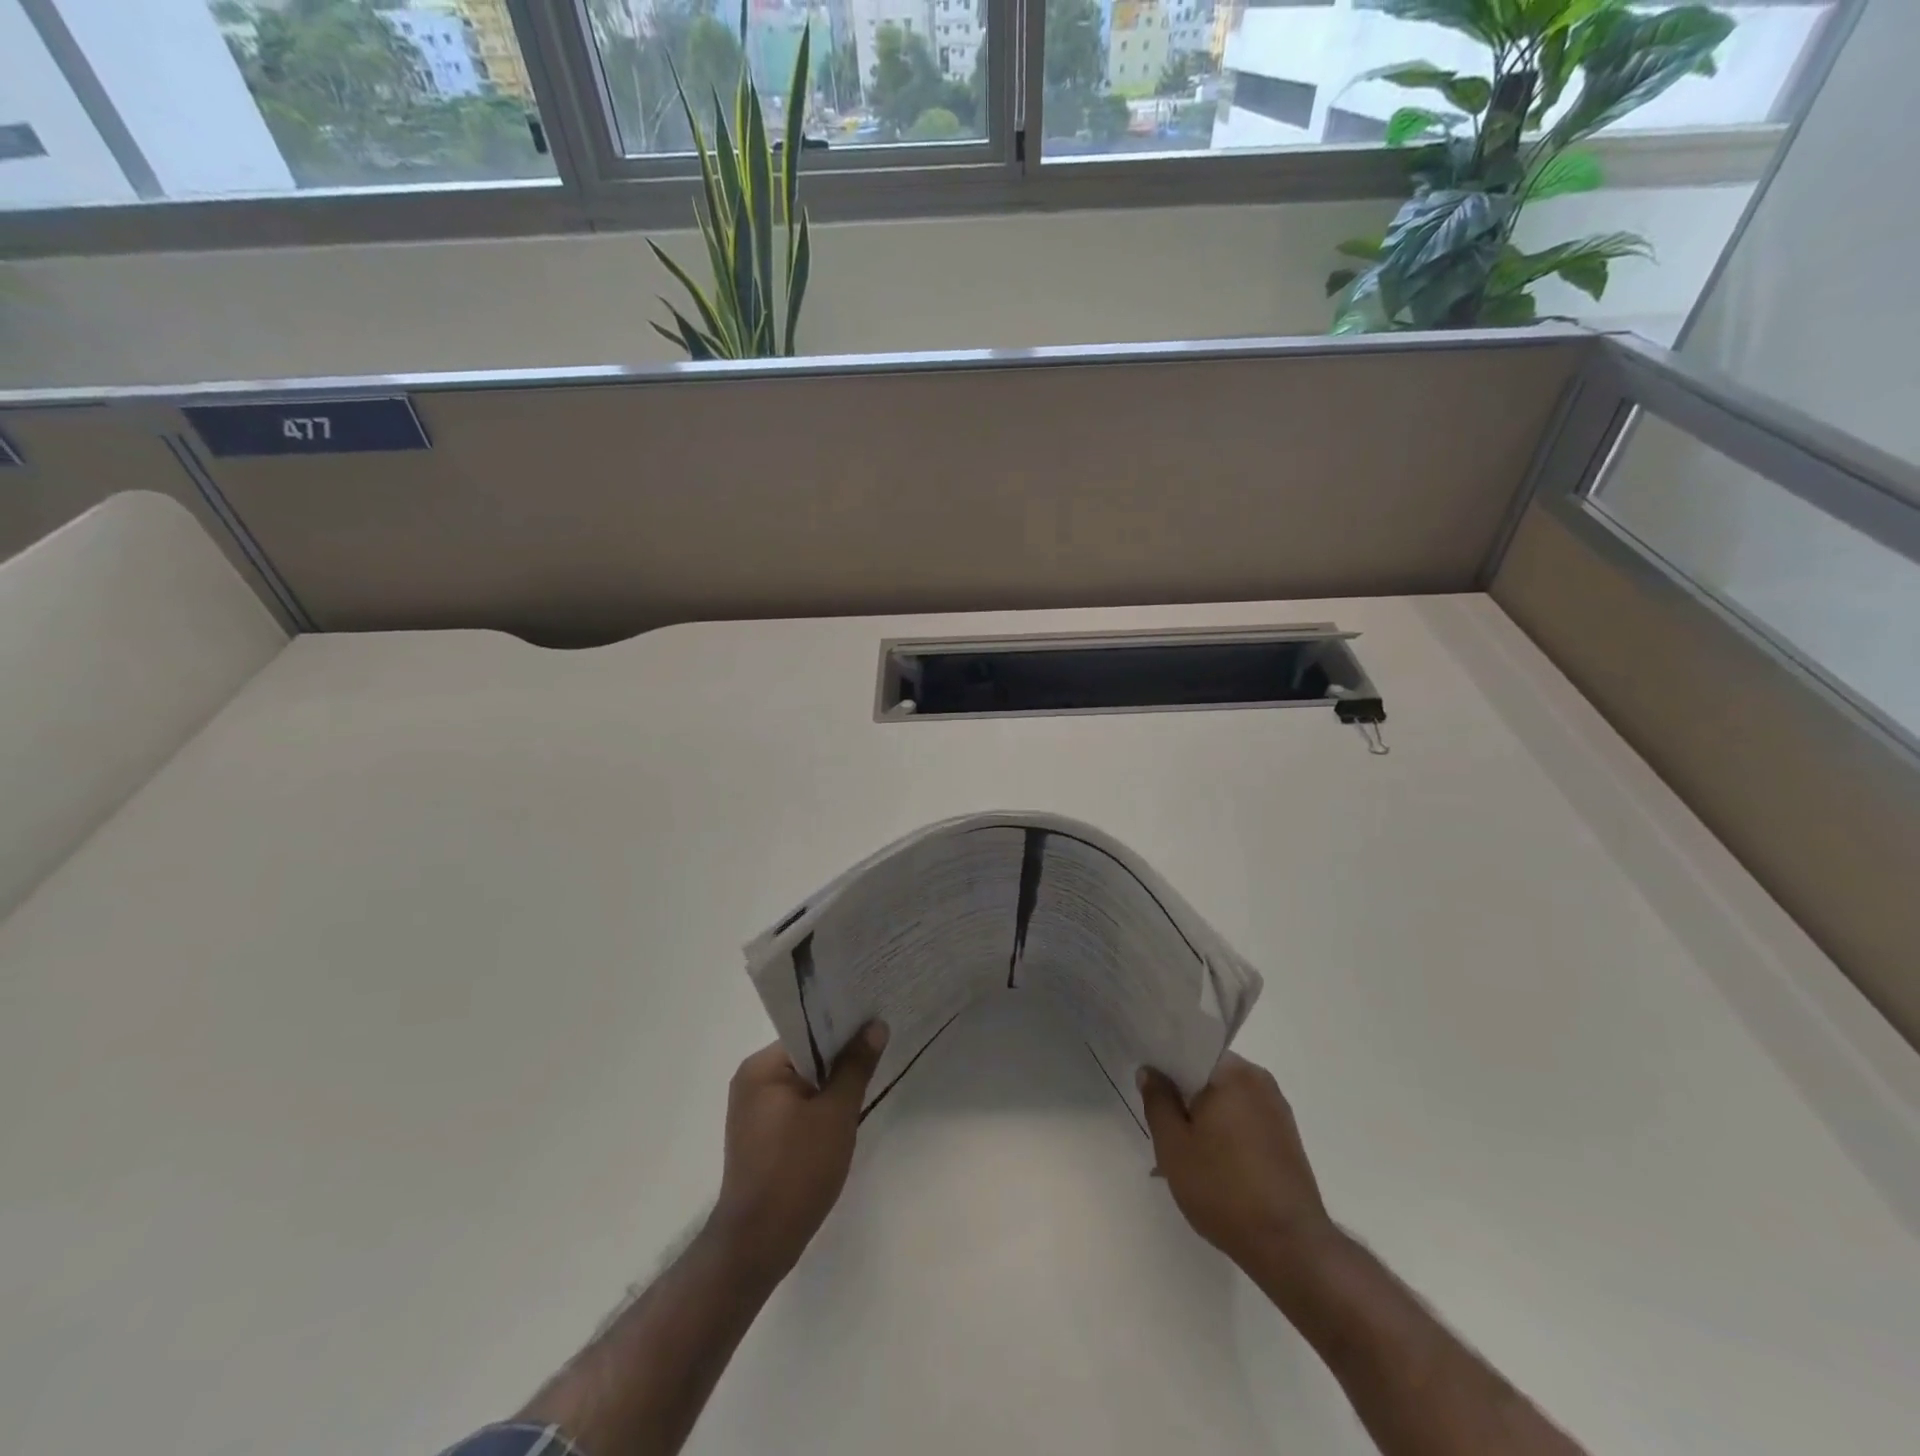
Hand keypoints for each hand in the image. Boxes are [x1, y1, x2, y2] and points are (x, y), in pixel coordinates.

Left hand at [707, 1023, 887, 1283]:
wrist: (757, 1244)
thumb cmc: (798, 1170)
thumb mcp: (837, 1113)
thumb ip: (856, 1065)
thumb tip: (875, 1026)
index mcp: (762, 1067)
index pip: (808, 1033)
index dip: (843, 1028)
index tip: (875, 1025)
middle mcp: (751, 1081)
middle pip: (805, 1056)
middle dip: (840, 1058)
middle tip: (879, 1051)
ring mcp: (752, 1111)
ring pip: (802, 1083)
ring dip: (830, 1085)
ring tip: (867, 1081)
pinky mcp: (758, 1137)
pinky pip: (794, 1106)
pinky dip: (817, 1107)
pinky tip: (842, 1116)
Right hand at [1138, 1052, 1337, 1275]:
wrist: (1291, 1248)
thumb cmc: (1224, 1189)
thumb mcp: (1173, 1145)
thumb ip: (1157, 1101)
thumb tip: (1150, 1071)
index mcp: (1233, 1072)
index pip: (1190, 1051)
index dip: (1165, 1066)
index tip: (1148, 1087)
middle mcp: (1259, 1081)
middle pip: (1209, 1077)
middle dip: (1184, 1097)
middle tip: (1161, 1127)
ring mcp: (1277, 1111)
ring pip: (1226, 1101)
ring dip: (1203, 1119)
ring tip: (1183, 1155)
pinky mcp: (1287, 1139)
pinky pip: (1244, 1122)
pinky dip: (1225, 1134)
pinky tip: (1210, 1167)